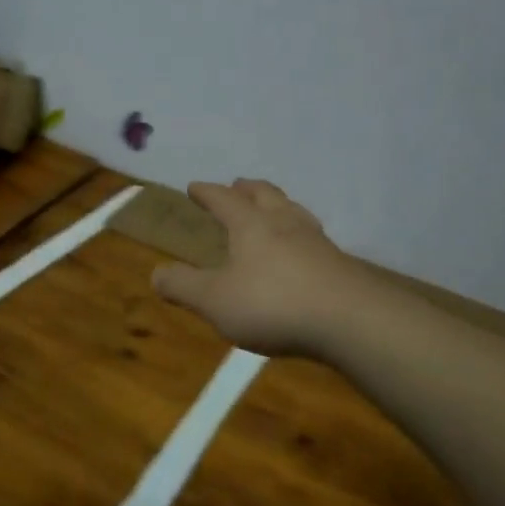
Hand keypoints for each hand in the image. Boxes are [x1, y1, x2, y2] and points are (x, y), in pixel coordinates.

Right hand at [151, 180, 362, 357]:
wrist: (349, 319)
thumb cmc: (272, 303)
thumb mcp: (215, 300)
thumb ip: (183, 286)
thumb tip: (155, 274)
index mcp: (251, 225)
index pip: (224, 199)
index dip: (207, 192)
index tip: (194, 187)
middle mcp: (284, 223)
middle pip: (266, 195)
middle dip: (248, 189)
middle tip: (238, 185)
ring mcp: (316, 241)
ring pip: (293, 211)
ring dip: (278, 205)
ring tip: (272, 209)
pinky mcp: (338, 263)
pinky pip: (312, 237)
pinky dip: (299, 234)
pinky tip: (302, 249)